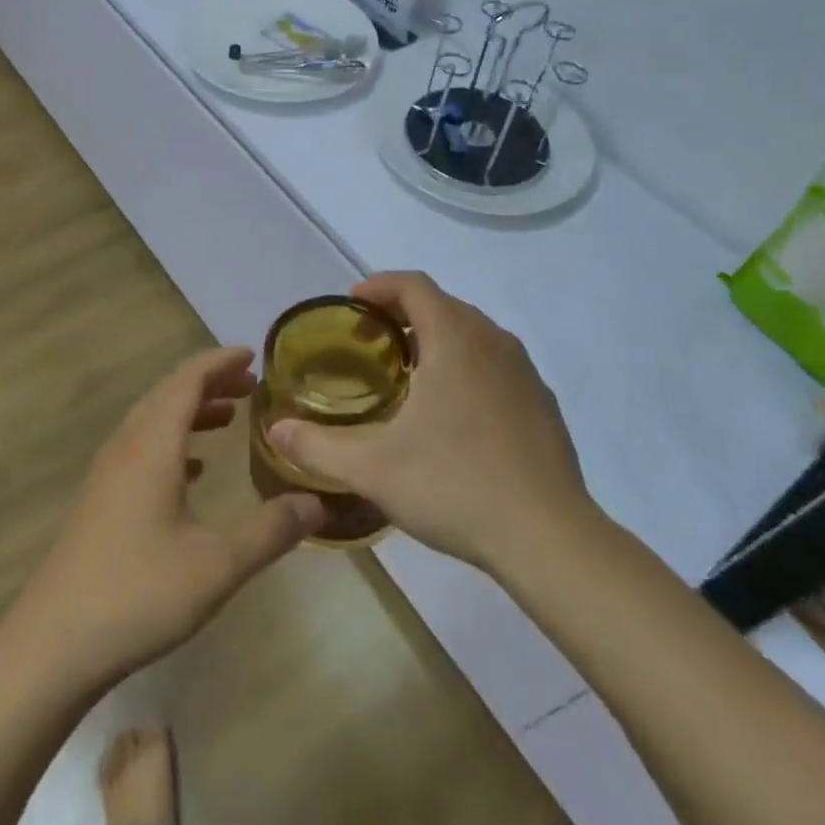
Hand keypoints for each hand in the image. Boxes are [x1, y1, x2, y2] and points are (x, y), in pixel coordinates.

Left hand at [17, 347, 323, 690]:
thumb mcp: (218, 565)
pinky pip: (141, 450)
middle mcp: (126, 448)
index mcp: (152, 446)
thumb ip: (271, 531)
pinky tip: (192, 470)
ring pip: (152, 422)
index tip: (254, 355)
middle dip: (210, 383)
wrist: (51, 646)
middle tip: (251, 386)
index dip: (221, 362)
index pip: (188, 380)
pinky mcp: (99, 502)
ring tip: (228, 419)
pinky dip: (172, 443)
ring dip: (190, 412)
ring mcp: (107, 475)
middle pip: (169, 394)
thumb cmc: (138, 594)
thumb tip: (317, 504)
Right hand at [266, 272, 594, 574]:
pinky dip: (464, 366)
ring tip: (405, 375)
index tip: (350, 304)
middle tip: (368, 343)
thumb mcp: (374, 469)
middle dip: (401, 313)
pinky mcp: (542, 402)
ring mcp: (524, 372)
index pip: (413, 285)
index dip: (378, 286)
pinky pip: (495, 363)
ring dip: (434, 340)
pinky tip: (451, 414)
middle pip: (442, 305)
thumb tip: (276, 429)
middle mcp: (493, 341)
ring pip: (471, 334)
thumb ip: (318, 447)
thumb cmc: (456, 486)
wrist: (549, 538)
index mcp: (455, 339)